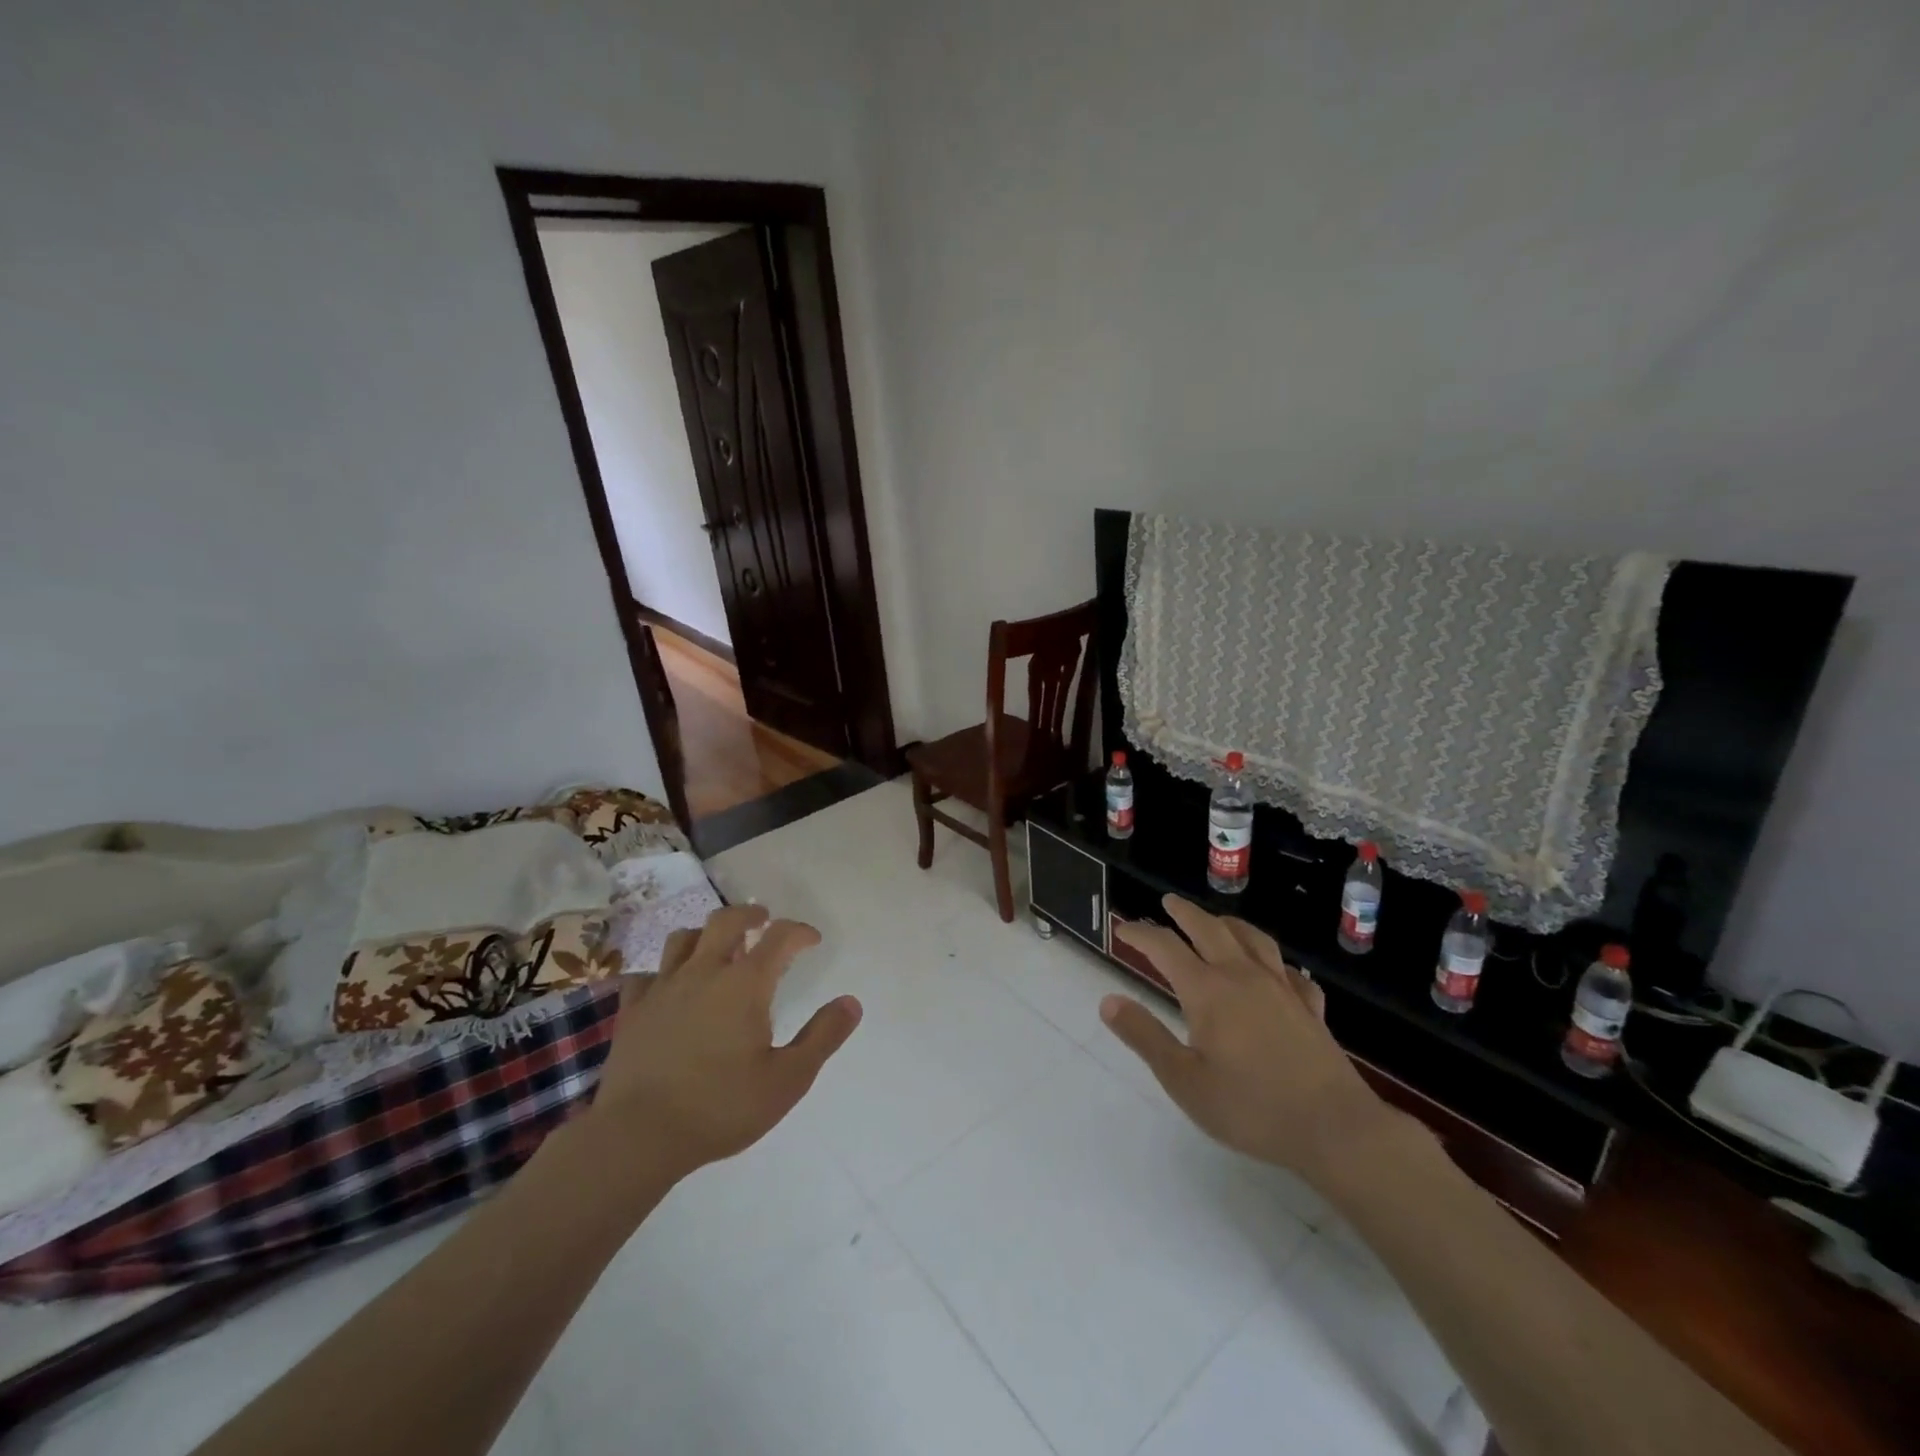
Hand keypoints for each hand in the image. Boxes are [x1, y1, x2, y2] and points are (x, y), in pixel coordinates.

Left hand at [585, 904, 861, 1182]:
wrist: (637, 1136)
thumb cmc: (720, 1107)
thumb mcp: (788, 1080)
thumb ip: (822, 1037)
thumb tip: (851, 1002)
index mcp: (745, 984)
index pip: (779, 937)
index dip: (799, 931)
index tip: (812, 940)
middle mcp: (704, 973)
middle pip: (726, 921)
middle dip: (750, 915)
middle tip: (763, 921)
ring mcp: (662, 988)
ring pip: (683, 938)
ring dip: (706, 935)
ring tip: (718, 948)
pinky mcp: (632, 1010)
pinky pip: (646, 975)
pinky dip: (663, 973)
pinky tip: (668, 988)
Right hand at [1102, 896, 1391, 1183]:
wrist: (1335, 1129)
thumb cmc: (1250, 1108)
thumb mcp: (1183, 1080)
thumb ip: (1145, 1036)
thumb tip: (1108, 1001)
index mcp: (1207, 991)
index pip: (1165, 948)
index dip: (1141, 934)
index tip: (1123, 928)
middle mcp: (1243, 977)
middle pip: (1209, 929)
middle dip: (1185, 913)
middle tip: (1168, 903)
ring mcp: (1282, 989)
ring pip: (1253, 939)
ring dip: (1229, 923)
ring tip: (1217, 921)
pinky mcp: (1310, 1008)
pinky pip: (1291, 972)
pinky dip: (1276, 963)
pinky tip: (1276, 972)